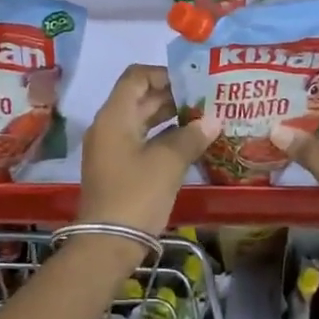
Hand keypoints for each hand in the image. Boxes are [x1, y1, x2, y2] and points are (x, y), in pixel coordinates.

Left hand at [78, 66, 219, 236]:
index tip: (193, 83)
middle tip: (206, 100)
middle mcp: (108, 126)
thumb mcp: (167, 163)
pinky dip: (162, 137)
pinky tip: (189, 144)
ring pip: (141, 120)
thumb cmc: (136, 195)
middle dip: (172, 96)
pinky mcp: (116, 168)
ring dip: (169, 117)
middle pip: (139, 97)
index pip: (136, 77)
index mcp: (114, 116)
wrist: (107, 244)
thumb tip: (212, 120)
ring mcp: (110, 148)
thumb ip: (190, 137)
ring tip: (203, 119)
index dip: (164, 74)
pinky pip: (140, 140)